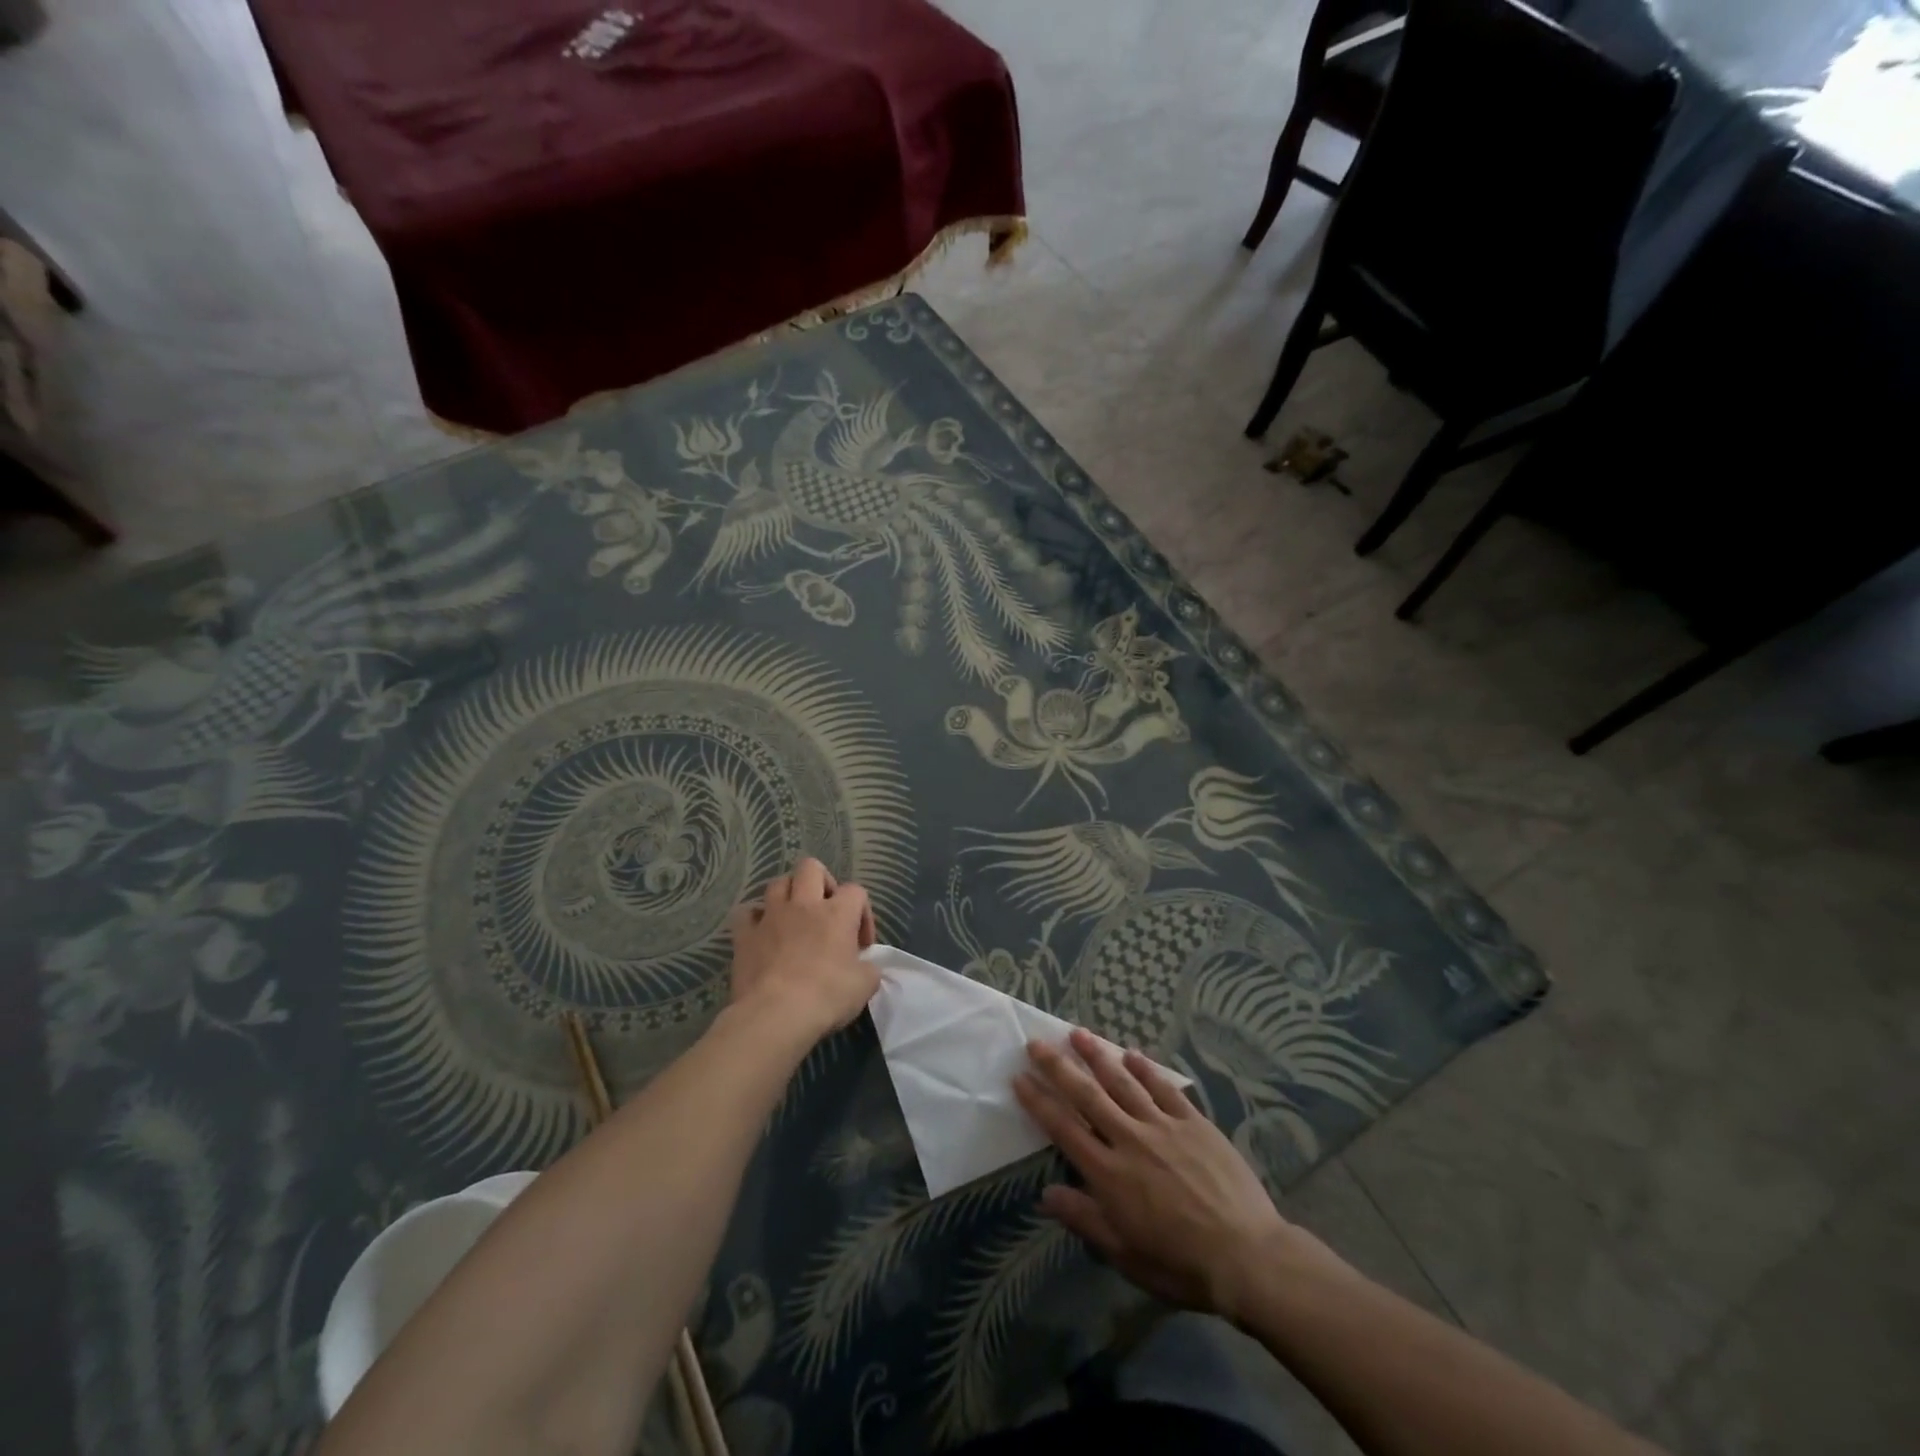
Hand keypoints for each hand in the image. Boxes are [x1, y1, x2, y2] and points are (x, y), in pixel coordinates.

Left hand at [727, 858, 876, 1040]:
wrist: (776, 1015)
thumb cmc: (826, 996)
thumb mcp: (865, 985)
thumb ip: (869, 968)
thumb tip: (864, 966)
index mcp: (837, 912)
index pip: (856, 891)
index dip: (863, 914)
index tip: (862, 945)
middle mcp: (804, 905)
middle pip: (811, 868)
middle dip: (822, 882)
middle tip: (827, 910)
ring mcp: (771, 917)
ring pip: (778, 883)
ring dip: (788, 895)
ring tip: (795, 918)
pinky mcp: (744, 935)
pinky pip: (746, 913)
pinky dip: (755, 919)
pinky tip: (762, 932)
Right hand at [1015, 1028, 1332, 1321]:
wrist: (1247, 1256)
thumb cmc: (1180, 1263)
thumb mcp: (1125, 1253)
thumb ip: (1085, 1219)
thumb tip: (1046, 1195)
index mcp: (1109, 1173)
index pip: (1063, 1128)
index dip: (1038, 1101)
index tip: (1019, 1077)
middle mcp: (1130, 1139)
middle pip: (1087, 1095)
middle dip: (1058, 1067)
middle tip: (1037, 1042)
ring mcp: (1163, 1126)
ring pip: (1123, 1082)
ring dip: (1097, 1056)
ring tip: (1078, 1033)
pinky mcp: (1194, 1122)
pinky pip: (1164, 1088)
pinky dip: (1146, 1068)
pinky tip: (1132, 1053)